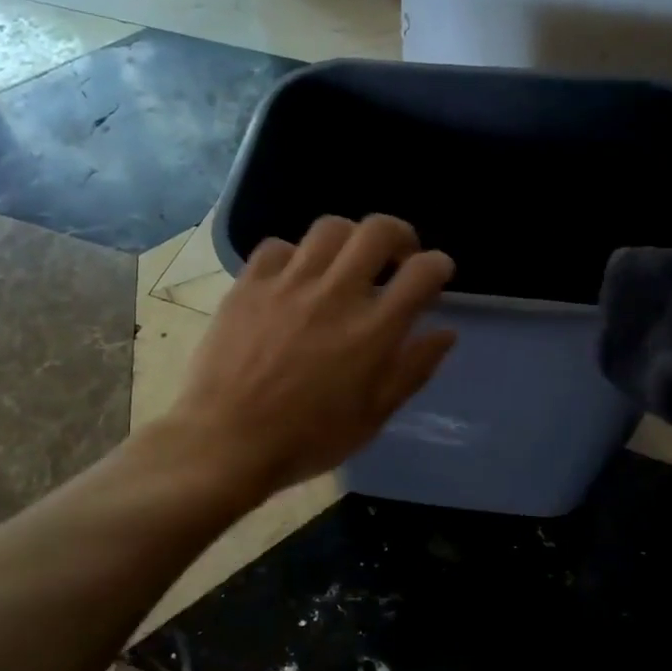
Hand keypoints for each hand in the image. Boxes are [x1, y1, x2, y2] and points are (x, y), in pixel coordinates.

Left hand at [169, 215, 456, 497]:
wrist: (227, 442)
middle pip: (379, 231)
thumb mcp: (373, 417)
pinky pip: (278, 247)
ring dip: (349, 240)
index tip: (436, 275)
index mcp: (374, 330)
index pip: (423, 272)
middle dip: (400, 236)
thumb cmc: (308, 440)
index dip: (439, 266)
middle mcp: (336, 294)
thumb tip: (445, 332)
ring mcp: (288, 284)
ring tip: (345, 264)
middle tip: (397, 258)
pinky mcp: (248, 285)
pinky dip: (295, 256)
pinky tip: (294, 279)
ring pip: (329, 228)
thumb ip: (412, 370)